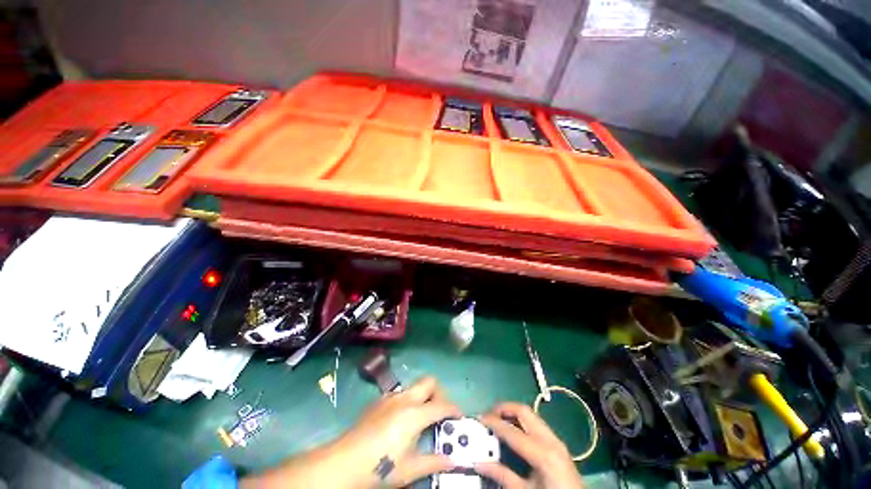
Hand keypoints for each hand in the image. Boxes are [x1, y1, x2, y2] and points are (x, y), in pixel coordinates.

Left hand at [338, 376, 461, 486]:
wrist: (344, 462)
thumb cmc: (380, 467)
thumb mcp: (410, 470)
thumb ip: (434, 462)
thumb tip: (453, 461)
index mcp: (415, 414)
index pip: (442, 405)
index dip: (454, 409)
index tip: (459, 417)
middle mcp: (405, 399)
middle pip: (430, 382)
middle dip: (440, 393)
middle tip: (441, 411)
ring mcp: (391, 397)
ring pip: (415, 386)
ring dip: (424, 396)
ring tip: (423, 417)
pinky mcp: (380, 401)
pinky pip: (401, 393)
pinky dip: (409, 400)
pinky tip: (403, 420)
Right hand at [476, 403, 583, 488]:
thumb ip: (502, 475)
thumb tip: (479, 463)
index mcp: (543, 453)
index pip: (512, 430)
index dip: (493, 422)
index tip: (479, 418)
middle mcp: (551, 440)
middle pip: (524, 411)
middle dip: (504, 408)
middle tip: (489, 414)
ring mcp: (556, 440)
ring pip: (530, 414)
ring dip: (512, 413)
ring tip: (498, 419)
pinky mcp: (558, 443)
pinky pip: (536, 423)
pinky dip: (521, 421)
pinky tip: (513, 429)